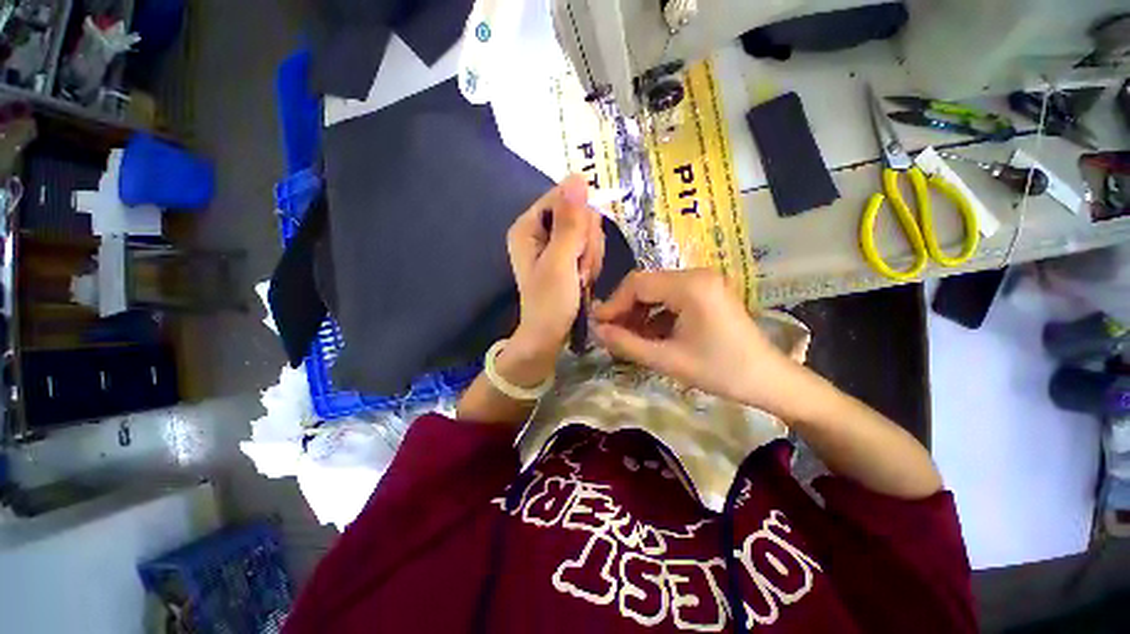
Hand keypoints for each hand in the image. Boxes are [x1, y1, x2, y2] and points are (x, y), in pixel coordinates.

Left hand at [505, 175, 604, 372]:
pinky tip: (582, 280)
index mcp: (528, 226)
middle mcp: (539, 230)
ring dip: (590, 256)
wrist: (549, 336)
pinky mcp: (565, 256)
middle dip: (586, 243)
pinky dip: (591, 264)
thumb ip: (570, 223)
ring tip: (579, 278)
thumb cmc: (549, 302)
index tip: (581, 245)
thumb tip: (578, 177)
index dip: (580, 219)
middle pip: (579, 214)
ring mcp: (553, 244)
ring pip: (588, 231)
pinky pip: (589, 246)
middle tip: (579, 268)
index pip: (564, 197)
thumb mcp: (560, 262)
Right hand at [592, 269, 802, 410]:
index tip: (598, 326)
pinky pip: (671, 298)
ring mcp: (703, 282)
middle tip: (610, 333)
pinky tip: (649, 335)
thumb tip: (597, 332)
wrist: (769, 380)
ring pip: (656, 291)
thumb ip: (627, 344)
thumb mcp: (668, 360)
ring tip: (627, 337)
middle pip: (646, 284)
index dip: (613, 304)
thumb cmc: (721, 371)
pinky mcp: (706, 292)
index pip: (637, 284)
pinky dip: (655, 315)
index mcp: (690, 286)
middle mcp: (696, 275)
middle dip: (625, 309)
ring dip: (639, 312)